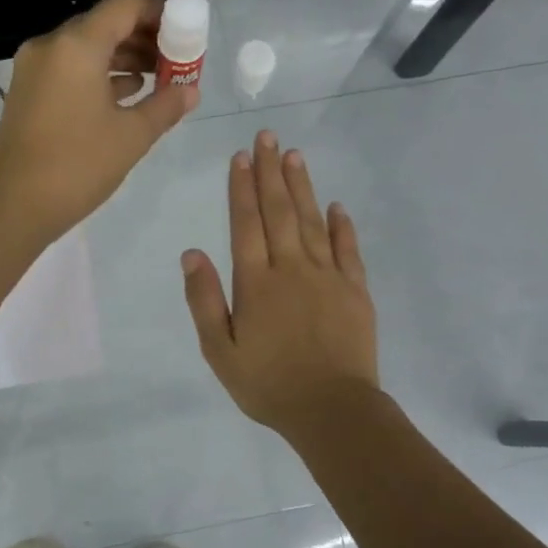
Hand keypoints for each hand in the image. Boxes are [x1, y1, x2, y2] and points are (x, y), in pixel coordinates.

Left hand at [0, 0, 197, 240]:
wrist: (14, 207)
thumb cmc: (78, 166)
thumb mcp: (132, 136)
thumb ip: (166, 105)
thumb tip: (191, 91)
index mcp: (77, 46)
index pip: (124, 5)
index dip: (159, 13)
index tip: (184, 34)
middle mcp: (51, 45)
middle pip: (104, 23)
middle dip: (143, 38)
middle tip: (175, 61)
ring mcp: (33, 68)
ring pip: (86, 47)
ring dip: (122, 57)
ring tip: (157, 80)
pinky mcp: (26, 91)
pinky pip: (69, 68)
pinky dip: (98, 74)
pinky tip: (125, 95)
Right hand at [182, 130, 379, 435]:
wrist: (332, 410)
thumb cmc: (268, 384)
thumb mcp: (219, 350)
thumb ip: (204, 300)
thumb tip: (192, 252)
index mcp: (256, 283)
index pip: (246, 224)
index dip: (241, 188)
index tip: (240, 157)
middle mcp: (291, 269)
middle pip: (279, 211)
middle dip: (270, 172)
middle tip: (267, 137)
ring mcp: (327, 276)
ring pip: (312, 221)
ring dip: (302, 187)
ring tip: (293, 156)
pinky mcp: (355, 290)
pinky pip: (348, 249)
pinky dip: (342, 225)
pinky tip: (336, 205)